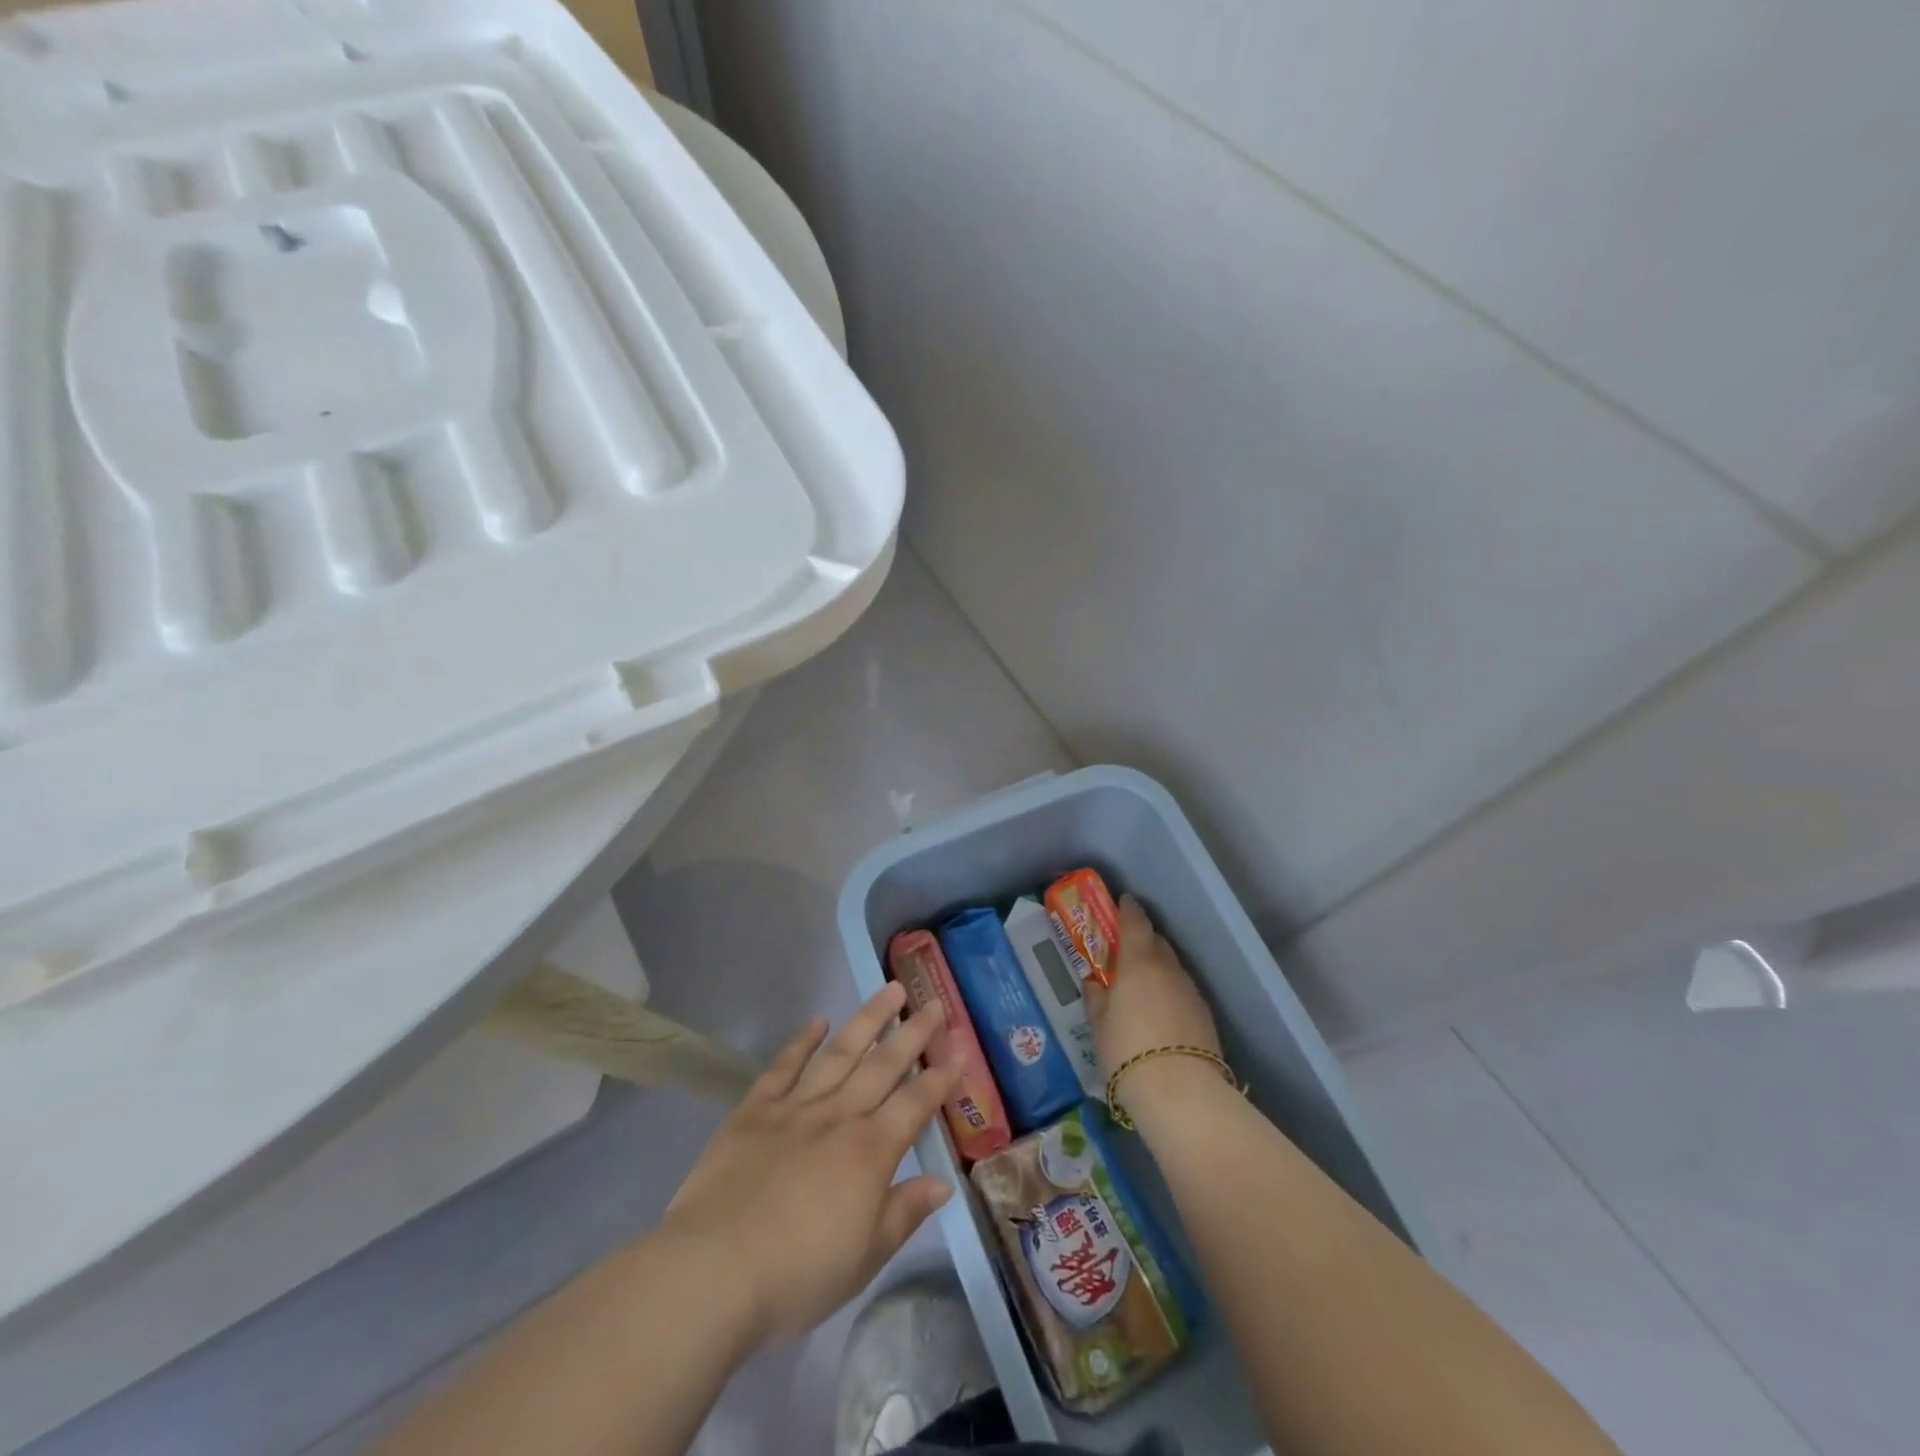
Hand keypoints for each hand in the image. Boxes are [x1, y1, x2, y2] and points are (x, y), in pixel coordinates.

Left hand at [658, 983, 962, 1343]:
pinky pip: (784, 1067)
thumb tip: (943, 1183)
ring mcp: (795, 1107)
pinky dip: (801, 1042)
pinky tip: (817, 1022)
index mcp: (870, 1152)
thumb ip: (904, 1213)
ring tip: (890, 990)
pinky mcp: (755, 1110)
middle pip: (883, 1065)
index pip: (915, 1104)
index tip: (958, 1050)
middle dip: (913, 1033)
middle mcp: (839, 1116)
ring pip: (840, 1053)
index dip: (940, 1078)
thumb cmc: (796, 1275)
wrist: (713, 1271)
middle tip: (934, 1003)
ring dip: (868, 1020)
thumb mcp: (864, 1259)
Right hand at [1084, 895, 1219, 1074]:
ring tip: (1141, 983)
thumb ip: (1096, 998)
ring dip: (1157, 966)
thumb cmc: (1127, 1050)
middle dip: (1142, 939)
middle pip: (1157, 941)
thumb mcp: (1099, 1025)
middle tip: (1125, 948)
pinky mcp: (1204, 1014)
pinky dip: (1170, 989)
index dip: (1128, 909)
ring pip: (1172, 967)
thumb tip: (1094, 983)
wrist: (1180, 1091)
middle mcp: (1168, 968)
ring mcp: (1190, 990)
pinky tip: (1160, 1008)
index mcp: (1139, 962)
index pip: (1136, 921)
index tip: (1122, 901)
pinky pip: (1182, 989)